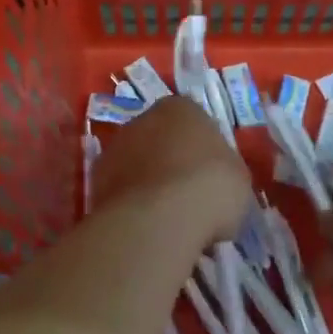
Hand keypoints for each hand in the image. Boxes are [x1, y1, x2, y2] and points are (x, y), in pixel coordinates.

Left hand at [91, 96, 250, 244]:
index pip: (194, 121)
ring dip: (147, 182)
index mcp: (180, 108)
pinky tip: (147, 226)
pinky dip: (131, 204)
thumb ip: (223, 167)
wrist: (161, 217)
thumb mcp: (238, 176)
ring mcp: (114, 148)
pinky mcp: (95, 181)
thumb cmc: (210, 187)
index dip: (203, 150)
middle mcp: (141, 119)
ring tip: (167, 216)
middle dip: (170, 161)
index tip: (211, 175)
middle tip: (188, 195)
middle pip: (159, 139)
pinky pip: (121, 190)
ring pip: (136, 163)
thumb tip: (213, 178)